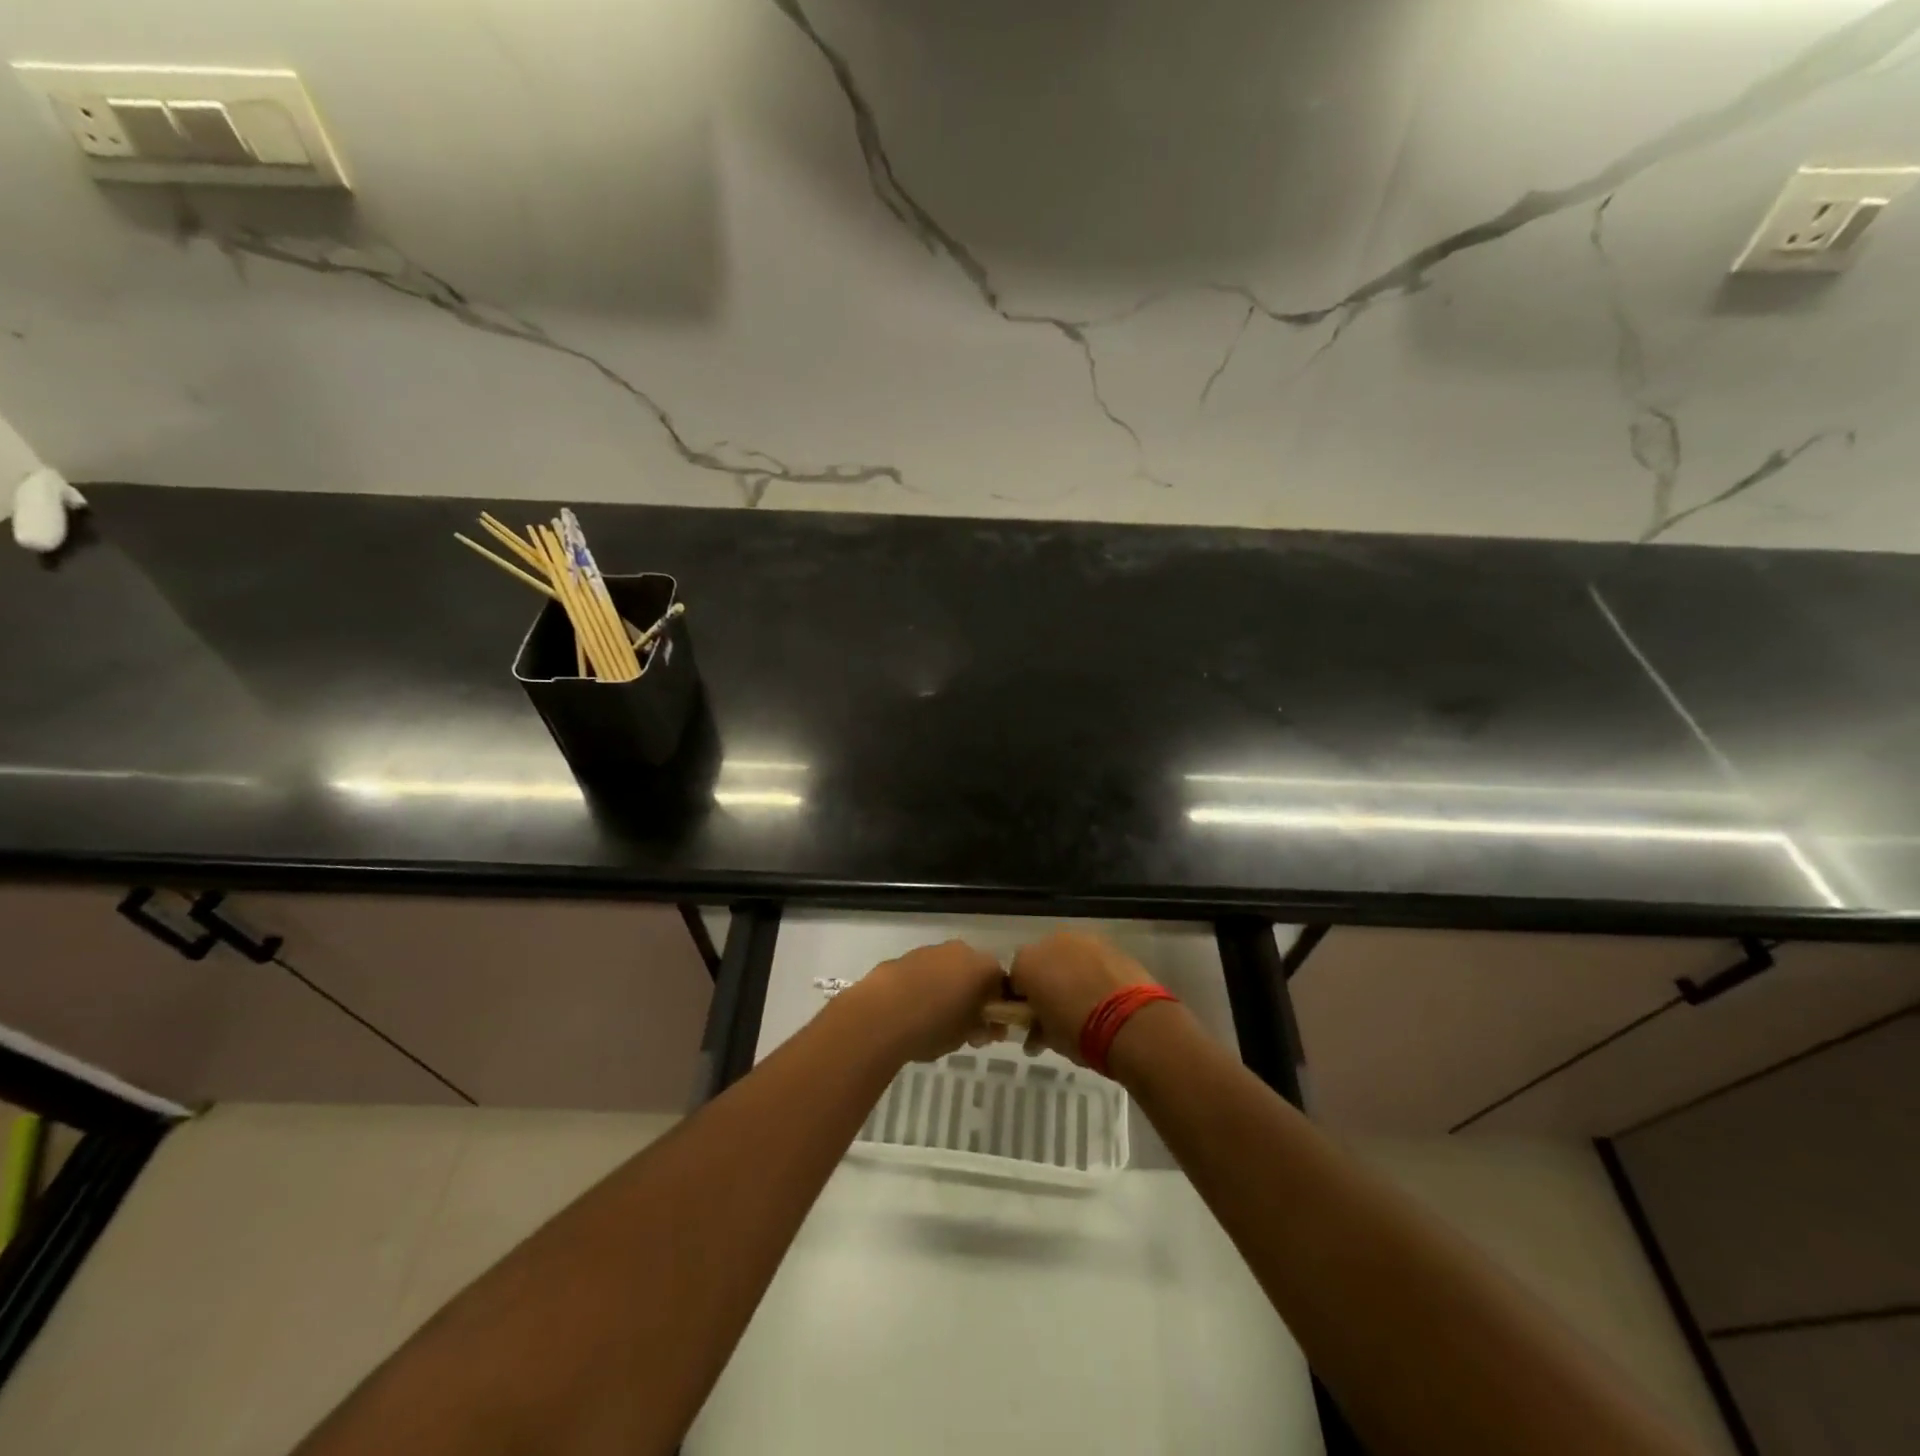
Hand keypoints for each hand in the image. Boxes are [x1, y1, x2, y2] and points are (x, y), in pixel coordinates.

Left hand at [844, 940, 1006, 1064]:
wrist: (880, 1014)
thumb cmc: (933, 1026)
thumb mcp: (966, 1036)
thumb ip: (982, 1028)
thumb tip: (986, 1027)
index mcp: (982, 967)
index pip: (1001, 983)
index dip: (998, 1007)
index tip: (989, 1029)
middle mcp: (960, 951)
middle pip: (974, 972)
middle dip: (972, 996)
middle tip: (964, 1027)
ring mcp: (930, 950)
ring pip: (947, 970)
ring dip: (947, 989)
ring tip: (933, 1021)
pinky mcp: (904, 956)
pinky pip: (923, 973)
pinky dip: (923, 987)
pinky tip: (912, 1012)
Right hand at [1007, 932, 1157, 1064]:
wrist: (1131, 1021)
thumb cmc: (1079, 1032)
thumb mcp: (1049, 1038)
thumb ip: (1036, 1029)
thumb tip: (1035, 1035)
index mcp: (1026, 964)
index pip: (1014, 979)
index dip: (1023, 998)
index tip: (1033, 1016)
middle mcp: (1049, 942)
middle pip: (1041, 959)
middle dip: (1046, 979)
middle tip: (1059, 1008)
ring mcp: (1081, 938)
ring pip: (1067, 954)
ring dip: (1070, 971)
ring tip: (1086, 999)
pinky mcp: (1109, 942)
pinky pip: (1092, 955)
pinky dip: (1093, 968)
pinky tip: (1104, 991)